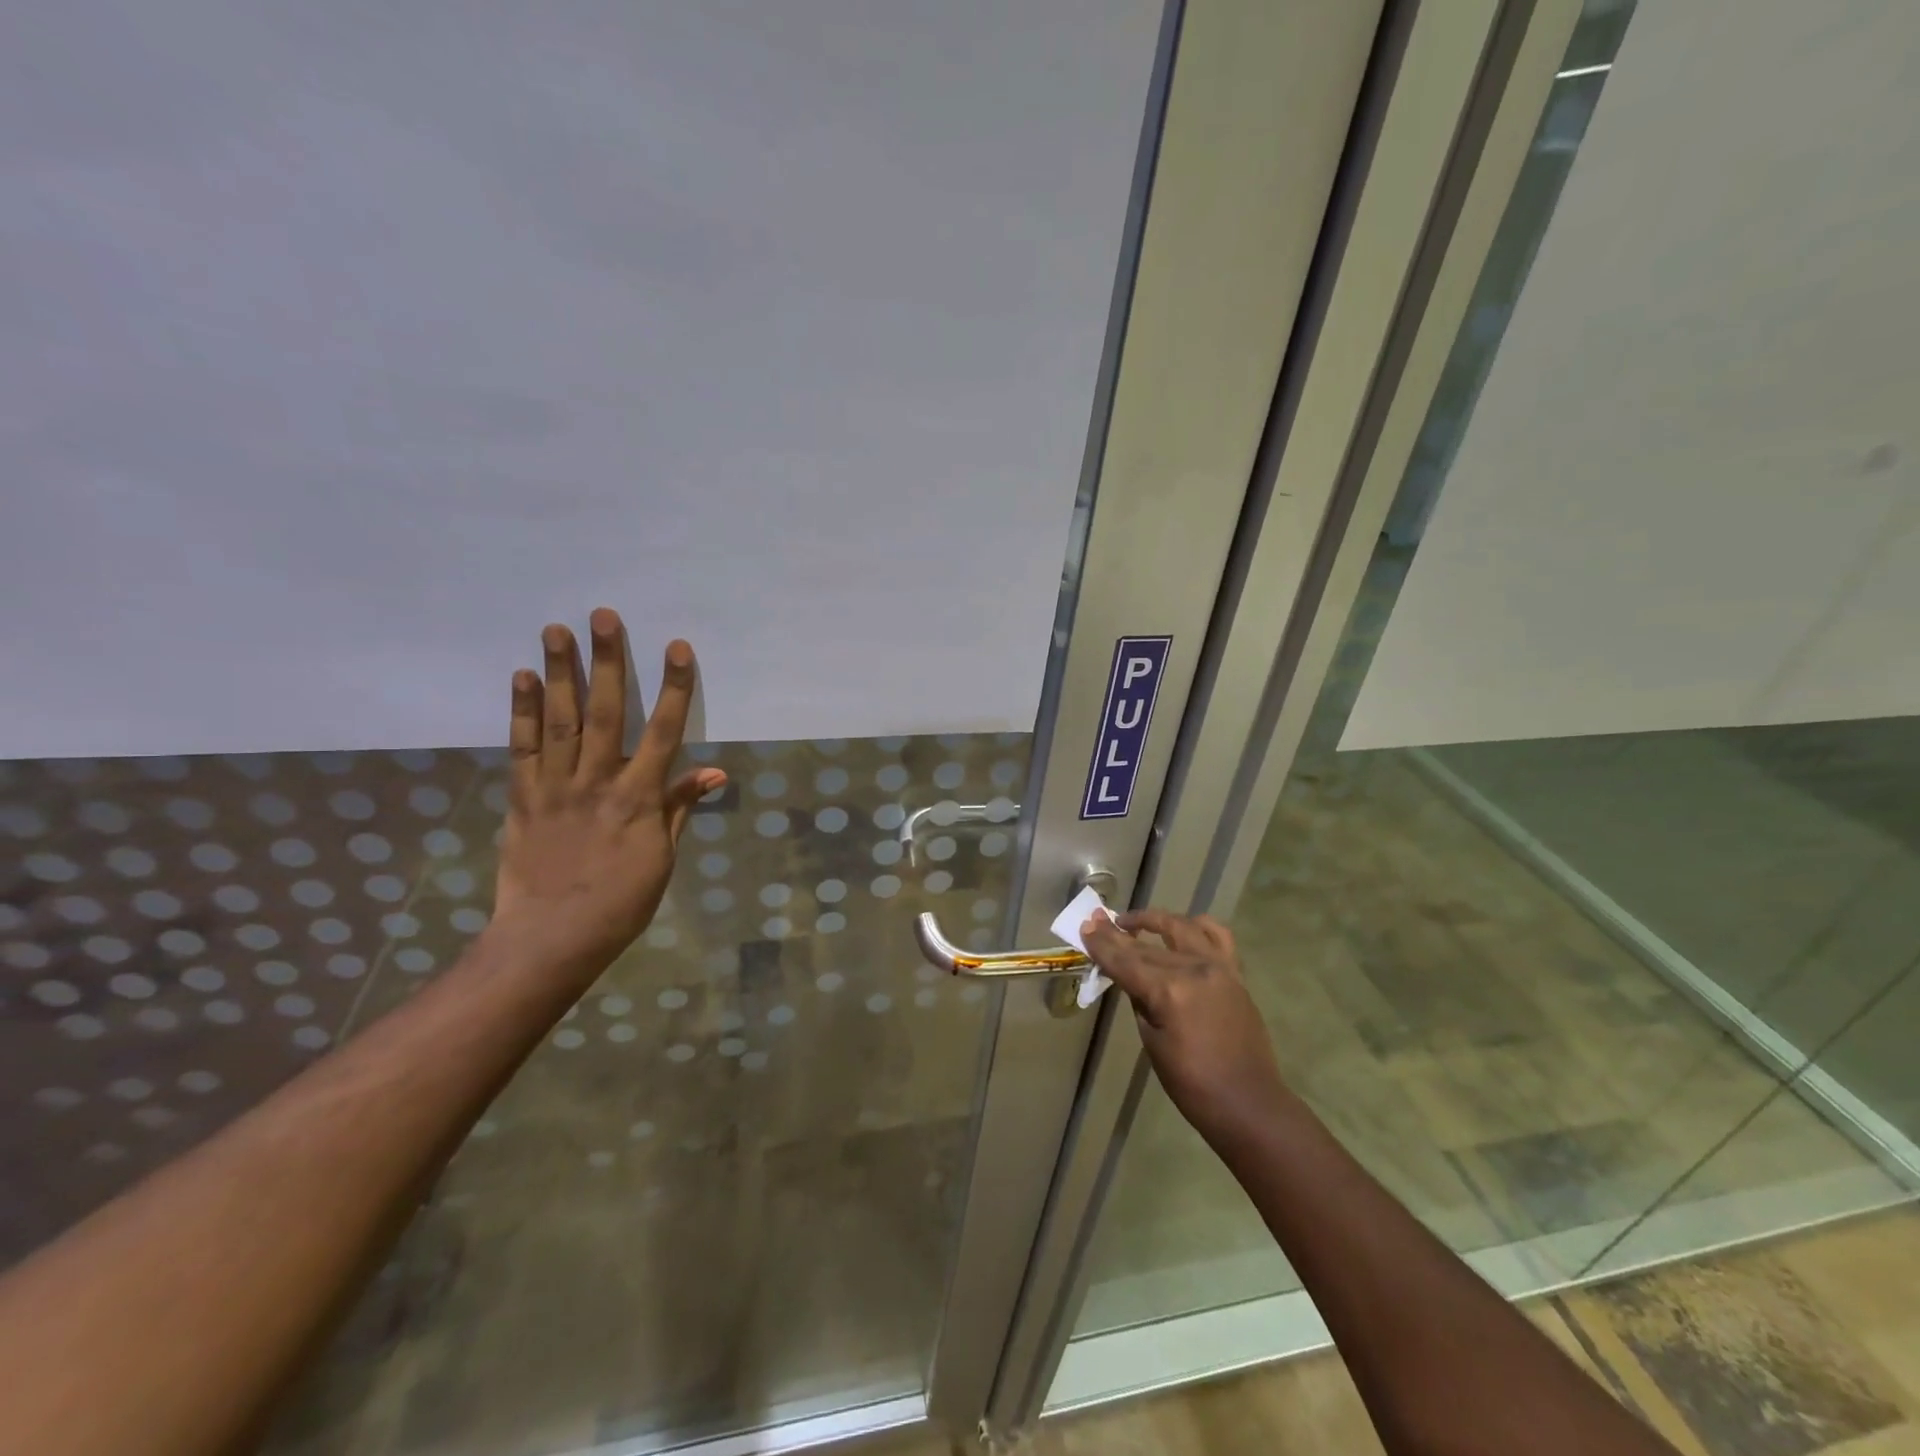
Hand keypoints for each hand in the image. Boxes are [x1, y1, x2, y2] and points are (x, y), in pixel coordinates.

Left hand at [489, 608, 725, 980]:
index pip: (663, 732)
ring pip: (559, 721)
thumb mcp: (663, 857)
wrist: (552, 938)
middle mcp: (597, 782)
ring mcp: (555, 787)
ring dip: (560, 672)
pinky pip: (522, 748)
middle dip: (607, 662)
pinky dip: (523, 711)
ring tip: (557, 629)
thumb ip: (681, 807)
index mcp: (638, 798)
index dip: (672, 688)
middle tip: (604, 616)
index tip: (677, 649)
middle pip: (604, 713)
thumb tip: (717, 773)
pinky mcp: (523, 798)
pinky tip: (524, 677)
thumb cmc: (621, 901)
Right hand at [1082, 909, 1291, 1153]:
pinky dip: (1198, 926)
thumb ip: (1140, 1000)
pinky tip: (1184, 927)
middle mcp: (1194, 970)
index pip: (1125, 961)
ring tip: (1134, 921)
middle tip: (1098, 920)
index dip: (1102, 945)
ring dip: (1155, 920)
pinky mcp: (1235, 974)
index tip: (1085, 926)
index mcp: (1169, 992)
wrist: (1247, 1102)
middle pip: (1147, 946)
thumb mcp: (1152, 1042)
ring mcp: (1218, 968)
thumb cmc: (1192, 1083)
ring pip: (1181, 928)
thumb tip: (1129, 976)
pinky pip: (1218, 936)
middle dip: (1118, 933)